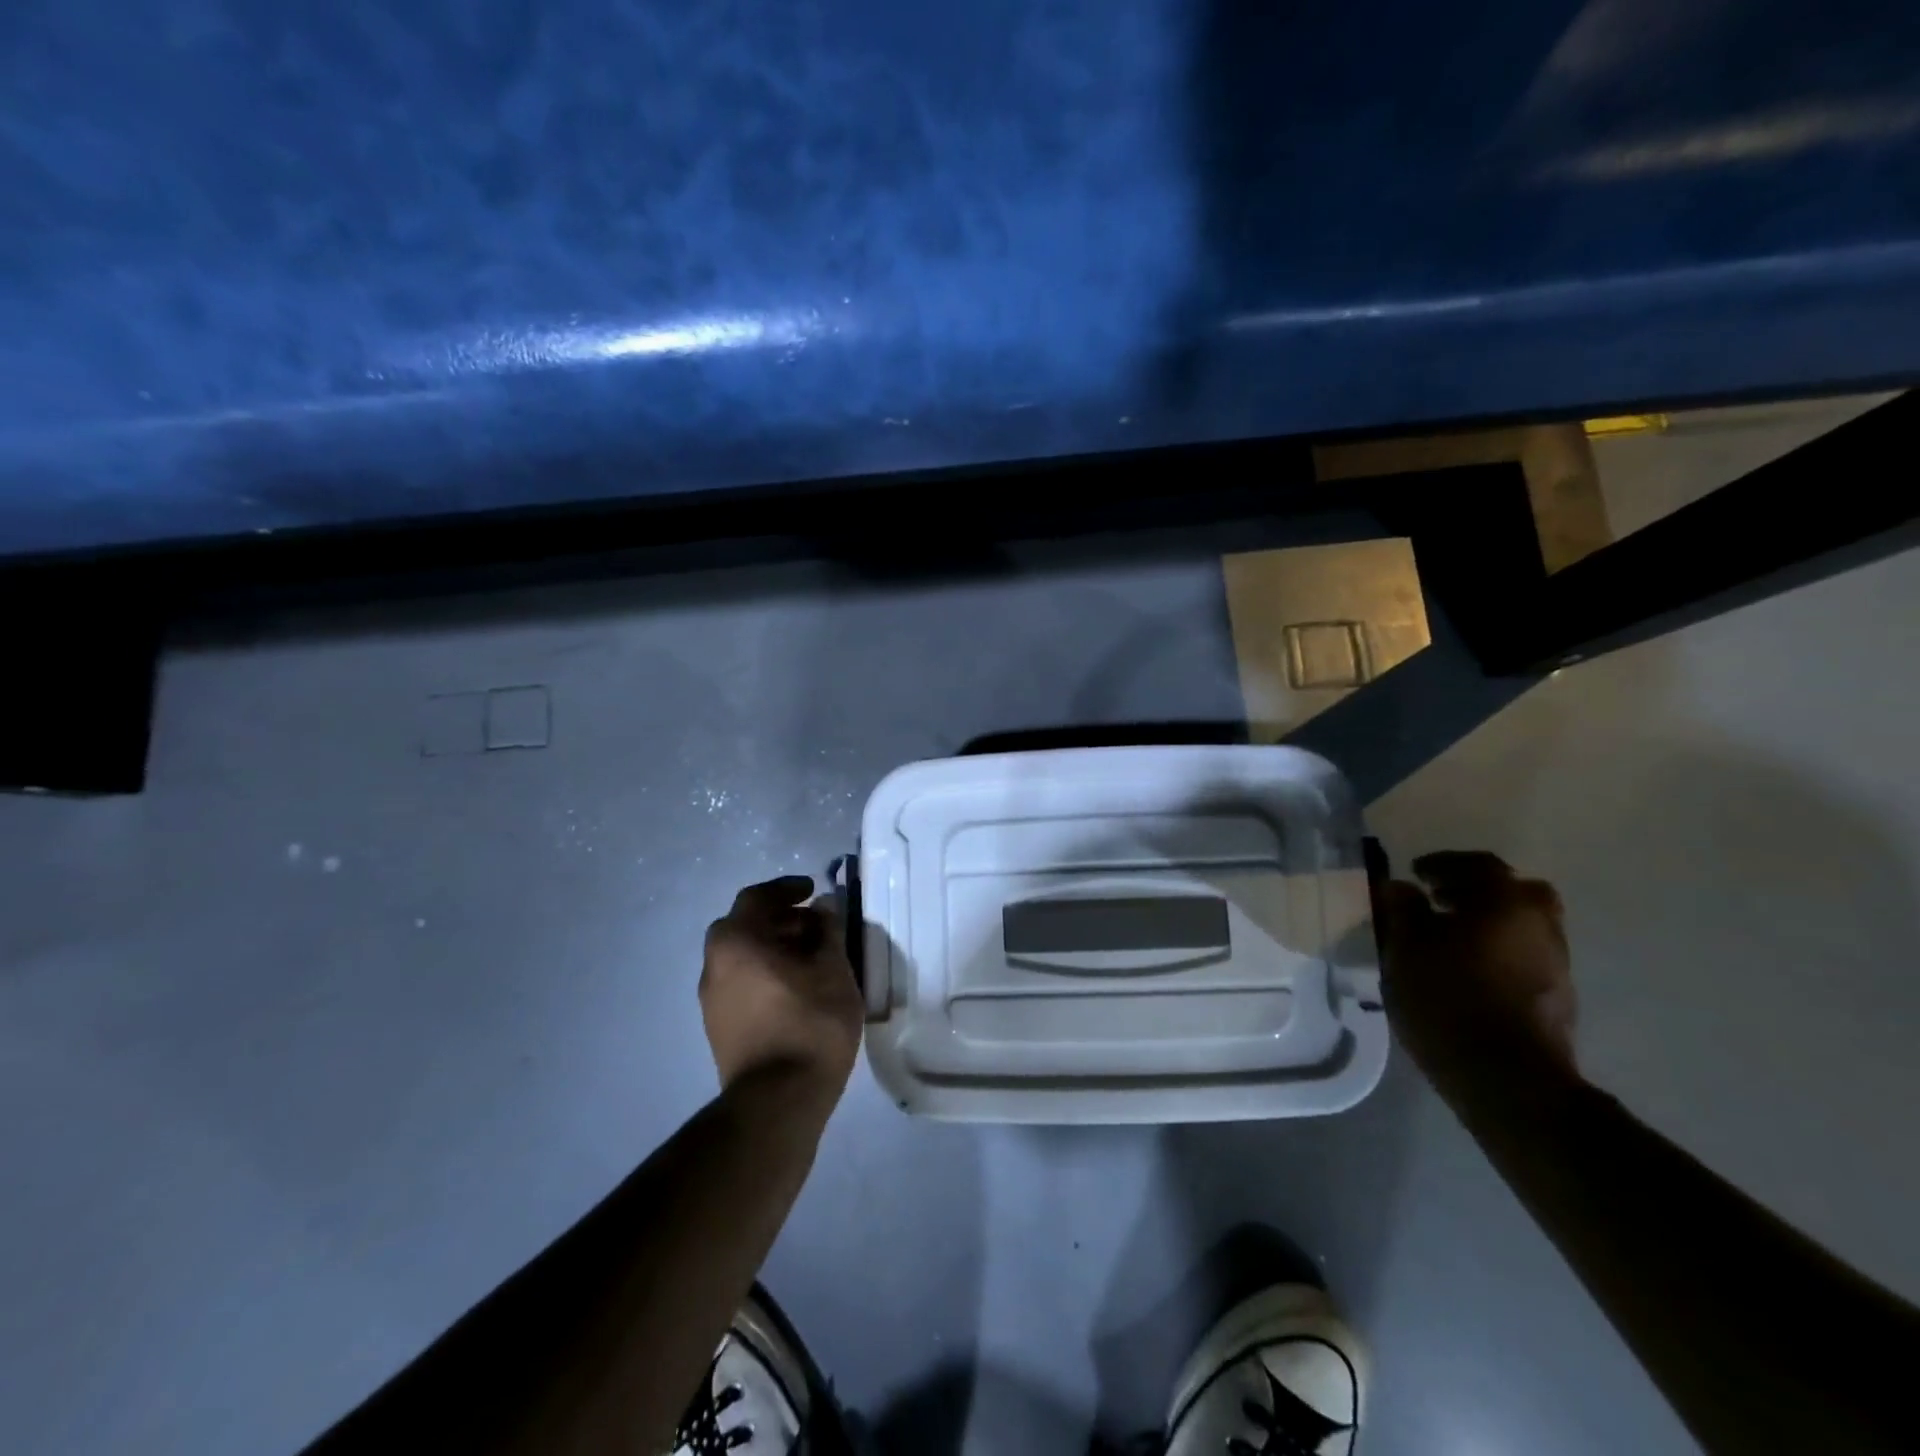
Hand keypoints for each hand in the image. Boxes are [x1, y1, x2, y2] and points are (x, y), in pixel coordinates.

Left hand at [701, 876, 863, 1112]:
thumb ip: (827, 931)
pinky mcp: (720, 1027)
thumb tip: (822, 911)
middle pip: (744, 926)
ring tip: (812, 957)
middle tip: (814, 924)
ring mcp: (712, 1000)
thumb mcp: (832, 969)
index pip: (757, 898)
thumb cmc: (809, 1022)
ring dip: (773, 947)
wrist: (778, 1101)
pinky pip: (741, 982)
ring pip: (742, 956)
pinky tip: (797, 987)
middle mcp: (714, 965)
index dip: (787, 889)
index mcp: (736, 942)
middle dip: (780, 919)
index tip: (813, 890)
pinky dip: (765, 972)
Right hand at [1376, 851, 1578, 1098]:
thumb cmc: (1447, 999)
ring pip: (1523, 924)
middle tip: (1441, 900)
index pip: (1477, 864)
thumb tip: (1400, 886)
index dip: (1442, 864)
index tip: (1415, 873)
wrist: (1507, 1079)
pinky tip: (1469, 968)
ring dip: (1491, 922)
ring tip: (1450, 938)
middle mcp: (1540, 923)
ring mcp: (1556, 962)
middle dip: (1477, 890)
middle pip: (1513, 891)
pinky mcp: (1558, 996)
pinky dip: (1500, 949)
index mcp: (1504, 901)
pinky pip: (1526, 954)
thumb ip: (1402, 910)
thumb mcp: (1405, 948)